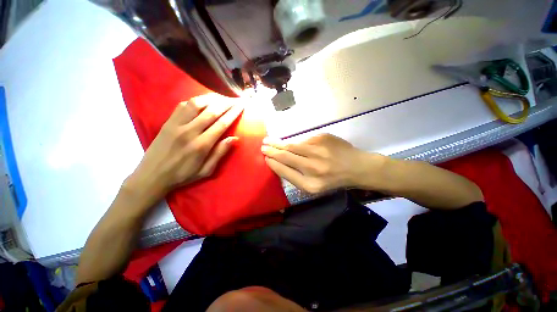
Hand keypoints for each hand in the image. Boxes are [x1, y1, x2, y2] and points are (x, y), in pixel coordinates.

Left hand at [126, 94, 243, 201]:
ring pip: (196, 104)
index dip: (233, 113)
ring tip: (222, 97)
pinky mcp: (168, 122)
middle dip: (226, 103)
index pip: (221, 124)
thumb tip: (234, 138)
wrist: (152, 175)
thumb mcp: (206, 170)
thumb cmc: (183, 175)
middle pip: (211, 111)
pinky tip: (203, 100)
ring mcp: (176, 125)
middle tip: (235, 98)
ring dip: (212, 98)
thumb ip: (220, 153)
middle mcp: (189, 132)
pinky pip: (182, 105)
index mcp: (201, 145)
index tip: (241, 106)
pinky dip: (195, 100)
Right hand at [261, 134, 385, 193]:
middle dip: (271, 151)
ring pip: (291, 145)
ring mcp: (318, 150)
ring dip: (277, 142)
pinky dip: (295, 141)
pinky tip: (289, 142)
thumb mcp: (315, 186)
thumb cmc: (334, 179)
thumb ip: (296, 176)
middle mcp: (313, 168)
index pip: (284, 171)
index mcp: (310, 184)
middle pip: (285, 156)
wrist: (357, 167)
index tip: (265, 158)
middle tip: (262, 146)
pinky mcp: (322, 138)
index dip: (273, 163)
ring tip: (268, 140)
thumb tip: (278, 162)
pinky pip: (303, 140)